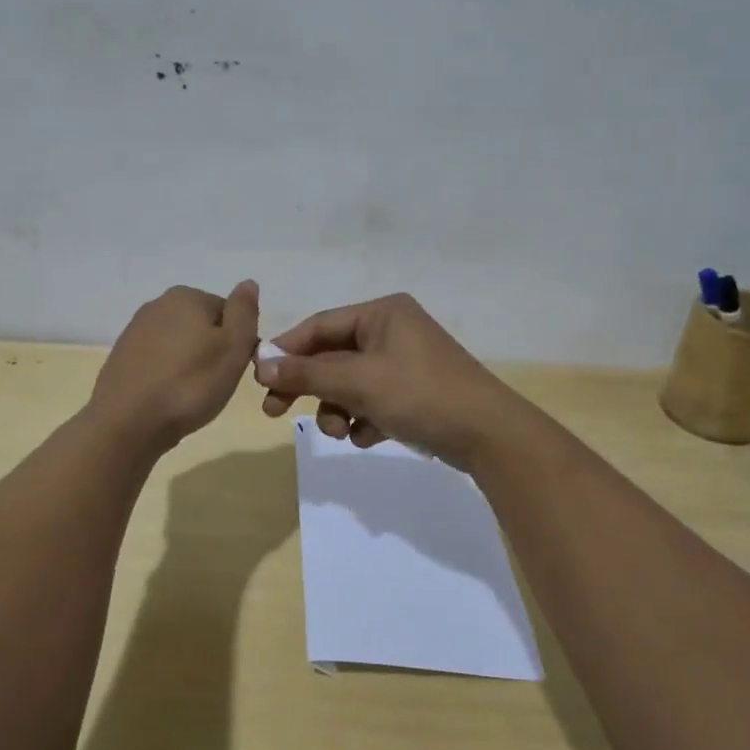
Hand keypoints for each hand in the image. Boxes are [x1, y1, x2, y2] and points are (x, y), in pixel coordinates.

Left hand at [89, 281, 260, 453]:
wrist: (127, 423)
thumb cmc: (190, 384)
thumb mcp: (233, 348)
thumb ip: (244, 312)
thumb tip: (248, 283)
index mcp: (187, 296)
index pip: (228, 313)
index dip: (237, 342)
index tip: (233, 368)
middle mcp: (158, 304)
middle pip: (202, 326)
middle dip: (211, 351)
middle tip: (213, 383)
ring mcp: (135, 330)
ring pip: (179, 344)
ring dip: (189, 364)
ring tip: (190, 395)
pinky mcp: (122, 356)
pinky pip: (158, 360)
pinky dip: (167, 375)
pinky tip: (167, 397)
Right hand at [253, 293, 527, 469]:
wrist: (489, 435)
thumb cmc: (420, 395)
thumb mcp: (358, 383)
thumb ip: (307, 374)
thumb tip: (262, 366)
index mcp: (382, 313)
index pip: (320, 326)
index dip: (287, 351)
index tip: (260, 380)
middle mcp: (393, 330)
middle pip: (333, 356)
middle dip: (310, 387)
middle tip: (274, 412)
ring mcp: (406, 361)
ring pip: (351, 383)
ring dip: (337, 408)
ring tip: (343, 433)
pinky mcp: (415, 391)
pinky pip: (373, 400)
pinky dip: (364, 418)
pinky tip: (371, 436)